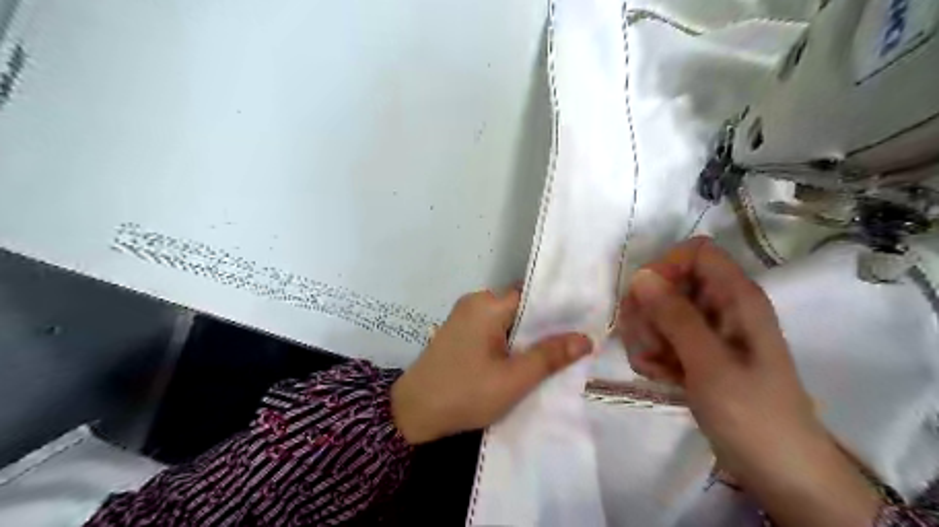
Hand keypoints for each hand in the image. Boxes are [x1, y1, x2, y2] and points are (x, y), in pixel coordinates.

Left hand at [394, 288, 587, 445]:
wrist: (412, 413)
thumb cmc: (465, 393)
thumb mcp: (513, 379)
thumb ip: (549, 356)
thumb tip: (585, 338)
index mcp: (487, 304)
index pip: (532, 295)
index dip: (558, 309)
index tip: (583, 322)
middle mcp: (474, 301)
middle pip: (520, 306)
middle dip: (544, 325)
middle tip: (573, 342)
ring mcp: (463, 315)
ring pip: (507, 319)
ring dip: (526, 335)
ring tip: (554, 352)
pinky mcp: (458, 330)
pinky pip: (492, 328)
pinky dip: (508, 340)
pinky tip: (522, 357)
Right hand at [617, 238, 881, 526]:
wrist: (777, 470)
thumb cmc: (752, 414)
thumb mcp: (710, 364)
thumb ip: (675, 316)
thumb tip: (640, 275)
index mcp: (737, 297)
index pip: (695, 252)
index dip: (666, 267)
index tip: (645, 300)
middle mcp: (721, 305)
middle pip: (669, 281)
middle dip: (647, 310)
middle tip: (645, 342)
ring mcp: (707, 330)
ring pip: (658, 311)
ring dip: (645, 336)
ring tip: (654, 366)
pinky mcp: (696, 352)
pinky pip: (660, 337)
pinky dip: (652, 354)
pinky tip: (658, 376)